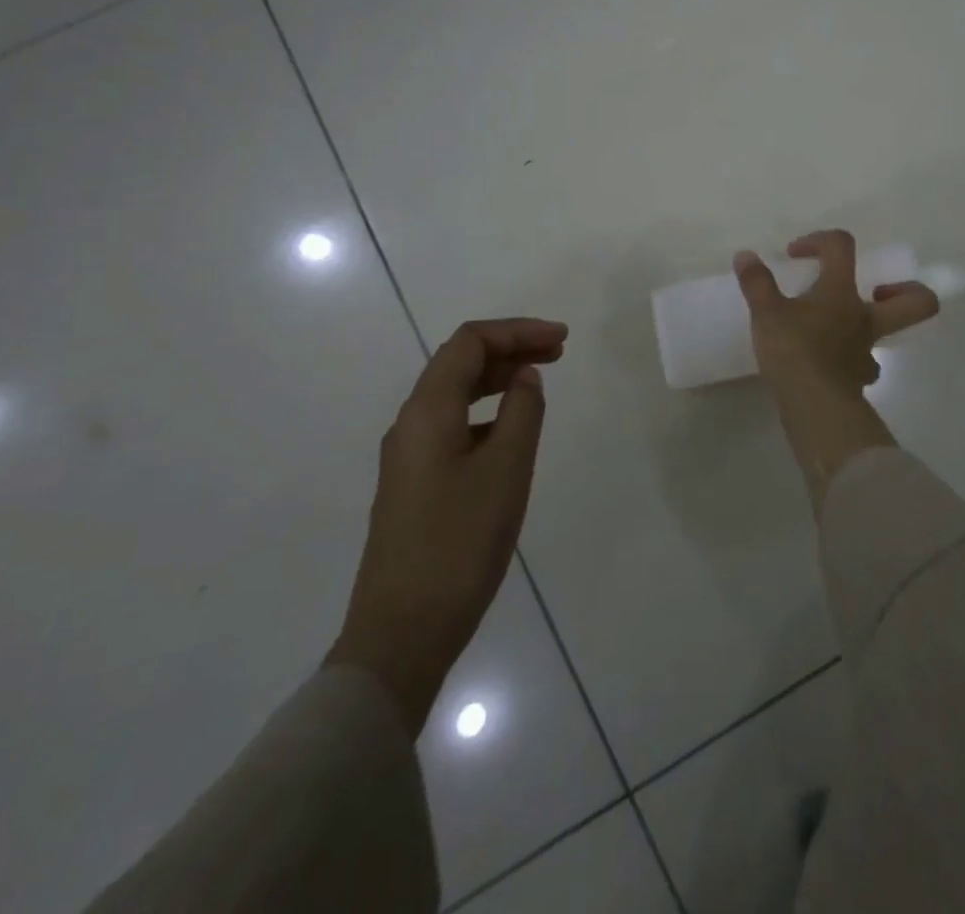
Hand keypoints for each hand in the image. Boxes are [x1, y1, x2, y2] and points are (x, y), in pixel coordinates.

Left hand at [326, 318, 566, 736]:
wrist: (403, 632)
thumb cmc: (460, 542)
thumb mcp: (507, 468)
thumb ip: (522, 411)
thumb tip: (524, 377)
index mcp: (428, 411)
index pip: (470, 343)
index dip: (517, 330)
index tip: (562, 340)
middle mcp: (411, 425)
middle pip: (459, 364)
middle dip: (510, 349)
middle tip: (559, 353)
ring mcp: (409, 458)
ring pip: (455, 396)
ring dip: (499, 379)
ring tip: (541, 382)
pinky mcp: (415, 486)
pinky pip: (453, 426)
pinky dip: (487, 412)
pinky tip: (512, 432)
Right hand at [734, 230, 938, 402]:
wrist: (813, 405)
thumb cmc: (793, 349)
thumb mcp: (766, 312)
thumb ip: (756, 282)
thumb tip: (745, 256)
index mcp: (841, 291)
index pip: (842, 247)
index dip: (819, 240)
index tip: (795, 255)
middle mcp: (863, 317)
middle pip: (916, 302)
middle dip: (907, 289)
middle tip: (876, 289)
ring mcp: (866, 351)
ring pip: (886, 334)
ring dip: (869, 326)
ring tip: (838, 327)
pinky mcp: (858, 379)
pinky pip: (863, 364)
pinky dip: (850, 359)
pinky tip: (830, 363)